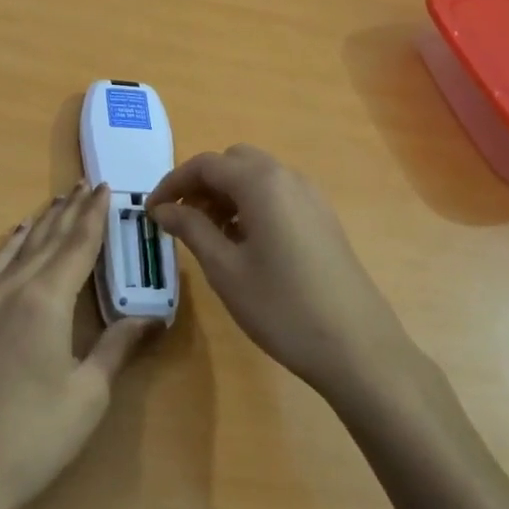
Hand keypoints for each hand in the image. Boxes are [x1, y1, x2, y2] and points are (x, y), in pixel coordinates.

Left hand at [0, 182, 158, 508]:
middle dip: (68, 211)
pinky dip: (6, 250)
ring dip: (38, 225)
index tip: (105, 188)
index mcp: (46, 300)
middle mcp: (9, 289)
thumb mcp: (87, 394)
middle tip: (84, 185)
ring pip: (13, 250)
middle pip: (45, 240)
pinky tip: (10, 246)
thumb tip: (150, 316)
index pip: (77, 245)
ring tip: (54, 205)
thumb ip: (116, 346)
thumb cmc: (32, 437)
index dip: (94, 216)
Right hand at [148, 145, 412, 399]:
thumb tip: (163, 208)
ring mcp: (311, 197)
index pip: (205, 164)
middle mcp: (288, 177)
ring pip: (257, 177)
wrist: (357, 346)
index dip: (172, 183)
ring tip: (208, 235)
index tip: (151, 212)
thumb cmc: (281, 306)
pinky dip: (251, 205)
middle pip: (234, 162)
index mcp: (261, 183)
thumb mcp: (225, 269)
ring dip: (227, 194)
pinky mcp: (323, 218)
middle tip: (182, 220)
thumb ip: (191, 229)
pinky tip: (244, 244)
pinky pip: (278, 195)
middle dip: (202, 183)